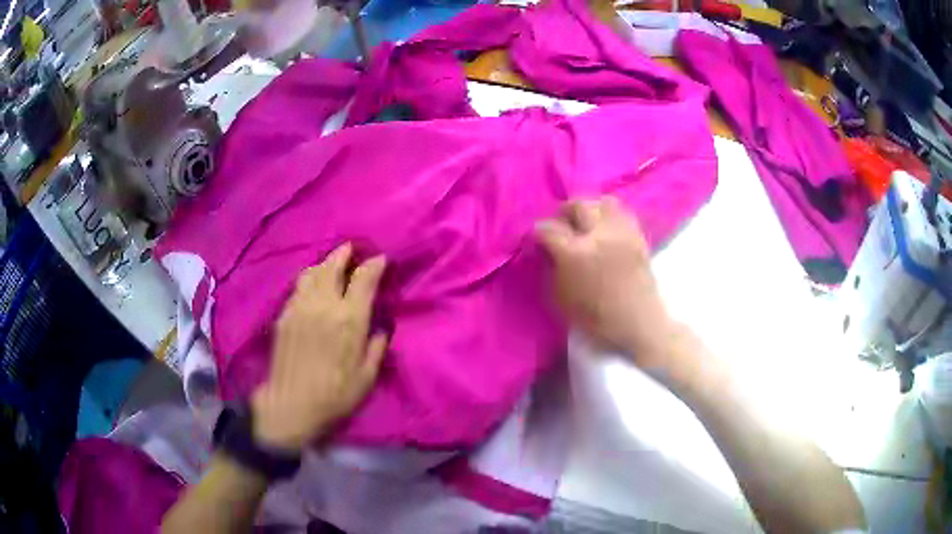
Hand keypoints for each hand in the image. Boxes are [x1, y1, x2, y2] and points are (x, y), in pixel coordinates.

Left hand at [251, 243, 387, 450]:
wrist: (291, 405)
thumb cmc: (336, 395)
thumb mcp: (367, 376)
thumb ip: (376, 347)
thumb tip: (382, 328)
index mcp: (350, 319)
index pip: (363, 278)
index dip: (374, 264)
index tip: (380, 259)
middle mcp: (324, 305)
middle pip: (333, 265)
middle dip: (344, 253)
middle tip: (351, 248)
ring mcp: (300, 307)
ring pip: (312, 272)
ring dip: (324, 263)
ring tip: (330, 265)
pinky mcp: (284, 315)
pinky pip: (298, 288)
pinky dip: (308, 280)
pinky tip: (311, 287)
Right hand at [535, 197, 685, 370]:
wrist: (639, 322)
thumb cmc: (597, 317)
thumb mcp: (561, 299)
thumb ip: (550, 269)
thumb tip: (545, 251)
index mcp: (575, 254)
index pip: (548, 229)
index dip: (537, 233)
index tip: (535, 240)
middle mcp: (598, 235)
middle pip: (577, 205)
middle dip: (563, 212)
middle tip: (560, 225)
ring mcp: (621, 232)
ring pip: (601, 202)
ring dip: (588, 208)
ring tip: (584, 221)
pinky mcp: (637, 234)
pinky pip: (621, 211)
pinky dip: (608, 213)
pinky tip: (604, 226)